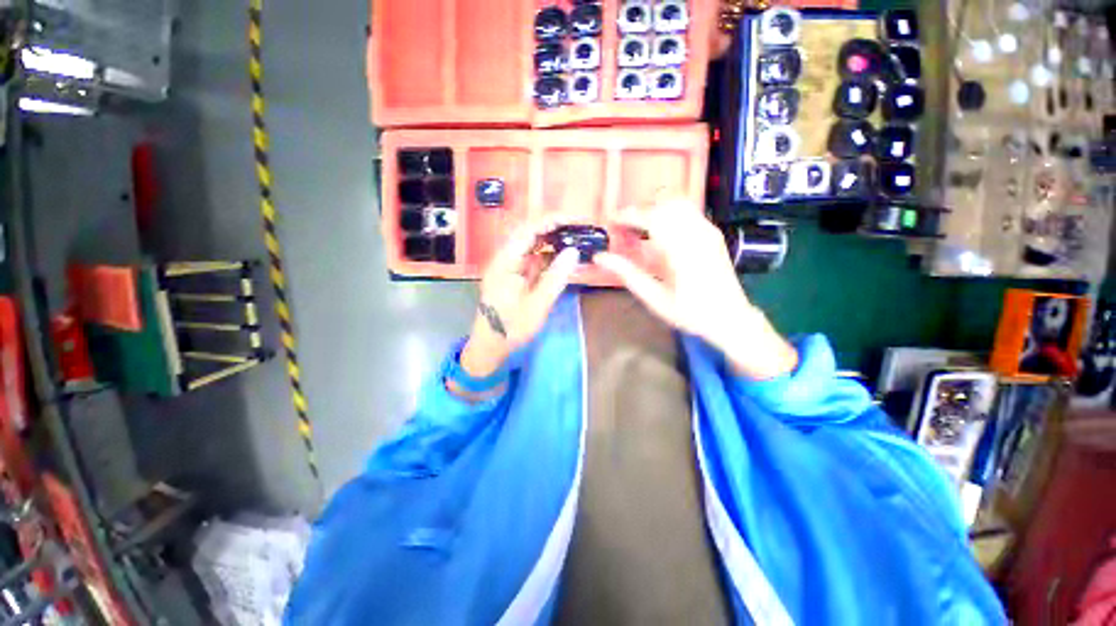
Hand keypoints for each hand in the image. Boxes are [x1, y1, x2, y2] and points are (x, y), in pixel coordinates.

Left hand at [460, 219, 580, 377]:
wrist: (491, 345)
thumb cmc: (512, 328)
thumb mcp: (537, 305)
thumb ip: (555, 278)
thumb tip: (573, 251)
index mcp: (506, 262)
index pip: (528, 231)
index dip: (551, 221)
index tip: (574, 219)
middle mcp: (506, 259)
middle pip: (531, 234)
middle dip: (555, 229)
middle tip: (580, 230)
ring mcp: (510, 267)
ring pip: (533, 247)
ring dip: (554, 242)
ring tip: (577, 241)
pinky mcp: (516, 275)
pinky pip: (534, 260)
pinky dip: (550, 258)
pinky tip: (565, 259)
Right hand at [594, 200, 797, 379]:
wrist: (730, 317)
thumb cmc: (689, 312)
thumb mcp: (653, 297)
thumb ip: (626, 273)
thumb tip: (600, 257)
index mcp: (680, 248)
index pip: (649, 217)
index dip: (626, 216)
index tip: (611, 223)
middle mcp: (695, 232)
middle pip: (663, 202)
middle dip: (639, 210)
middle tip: (624, 230)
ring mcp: (707, 229)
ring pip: (677, 201)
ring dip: (654, 209)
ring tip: (641, 230)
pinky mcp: (712, 232)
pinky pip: (687, 210)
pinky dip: (668, 214)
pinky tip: (661, 234)